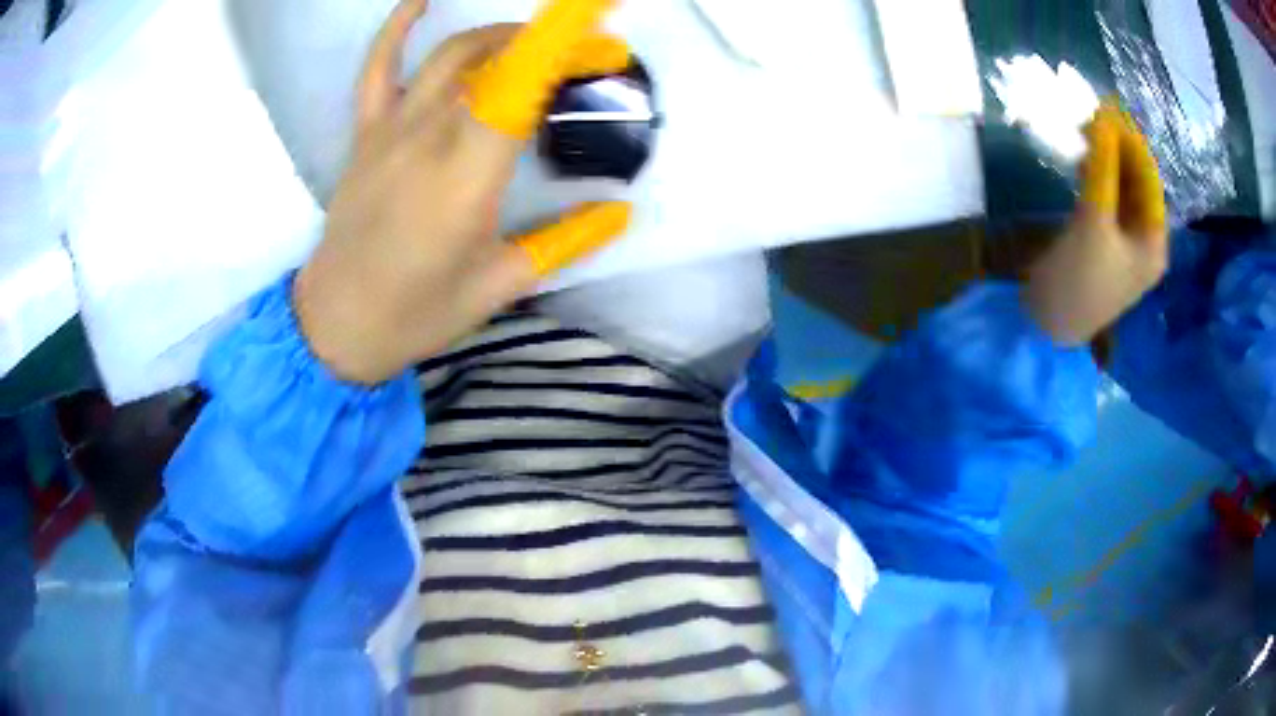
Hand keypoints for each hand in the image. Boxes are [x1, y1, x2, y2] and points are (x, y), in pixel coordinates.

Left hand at [294, 0, 632, 384]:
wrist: (336, 325)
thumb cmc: (418, 313)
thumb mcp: (502, 285)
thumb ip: (565, 242)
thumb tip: (619, 211)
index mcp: (468, 177)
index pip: (521, 86)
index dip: (562, 45)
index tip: (601, 32)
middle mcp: (430, 138)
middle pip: (497, 62)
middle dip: (551, 46)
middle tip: (592, 56)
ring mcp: (391, 130)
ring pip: (450, 55)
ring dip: (500, 35)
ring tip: (534, 41)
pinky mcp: (365, 135)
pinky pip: (377, 68)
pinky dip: (397, 28)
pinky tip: (419, 2)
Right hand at [1025, 102, 1168, 345]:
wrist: (1047, 323)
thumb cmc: (1079, 279)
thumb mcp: (1094, 221)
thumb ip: (1103, 168)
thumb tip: (1104, 118)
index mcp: (1153, 242)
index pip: (1150, 179)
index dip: (1131, 142)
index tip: (1107, 108)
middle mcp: (1143, 239)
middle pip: (1137, 182)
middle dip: (1118, 149)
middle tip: (1093, 117)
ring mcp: (1123, 240)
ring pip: (1121, 187)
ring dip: (1106, 159)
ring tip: (1086, 133)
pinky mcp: (1102, 239)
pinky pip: (1106, 197)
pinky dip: (1096, 175)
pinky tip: (1083, 161)